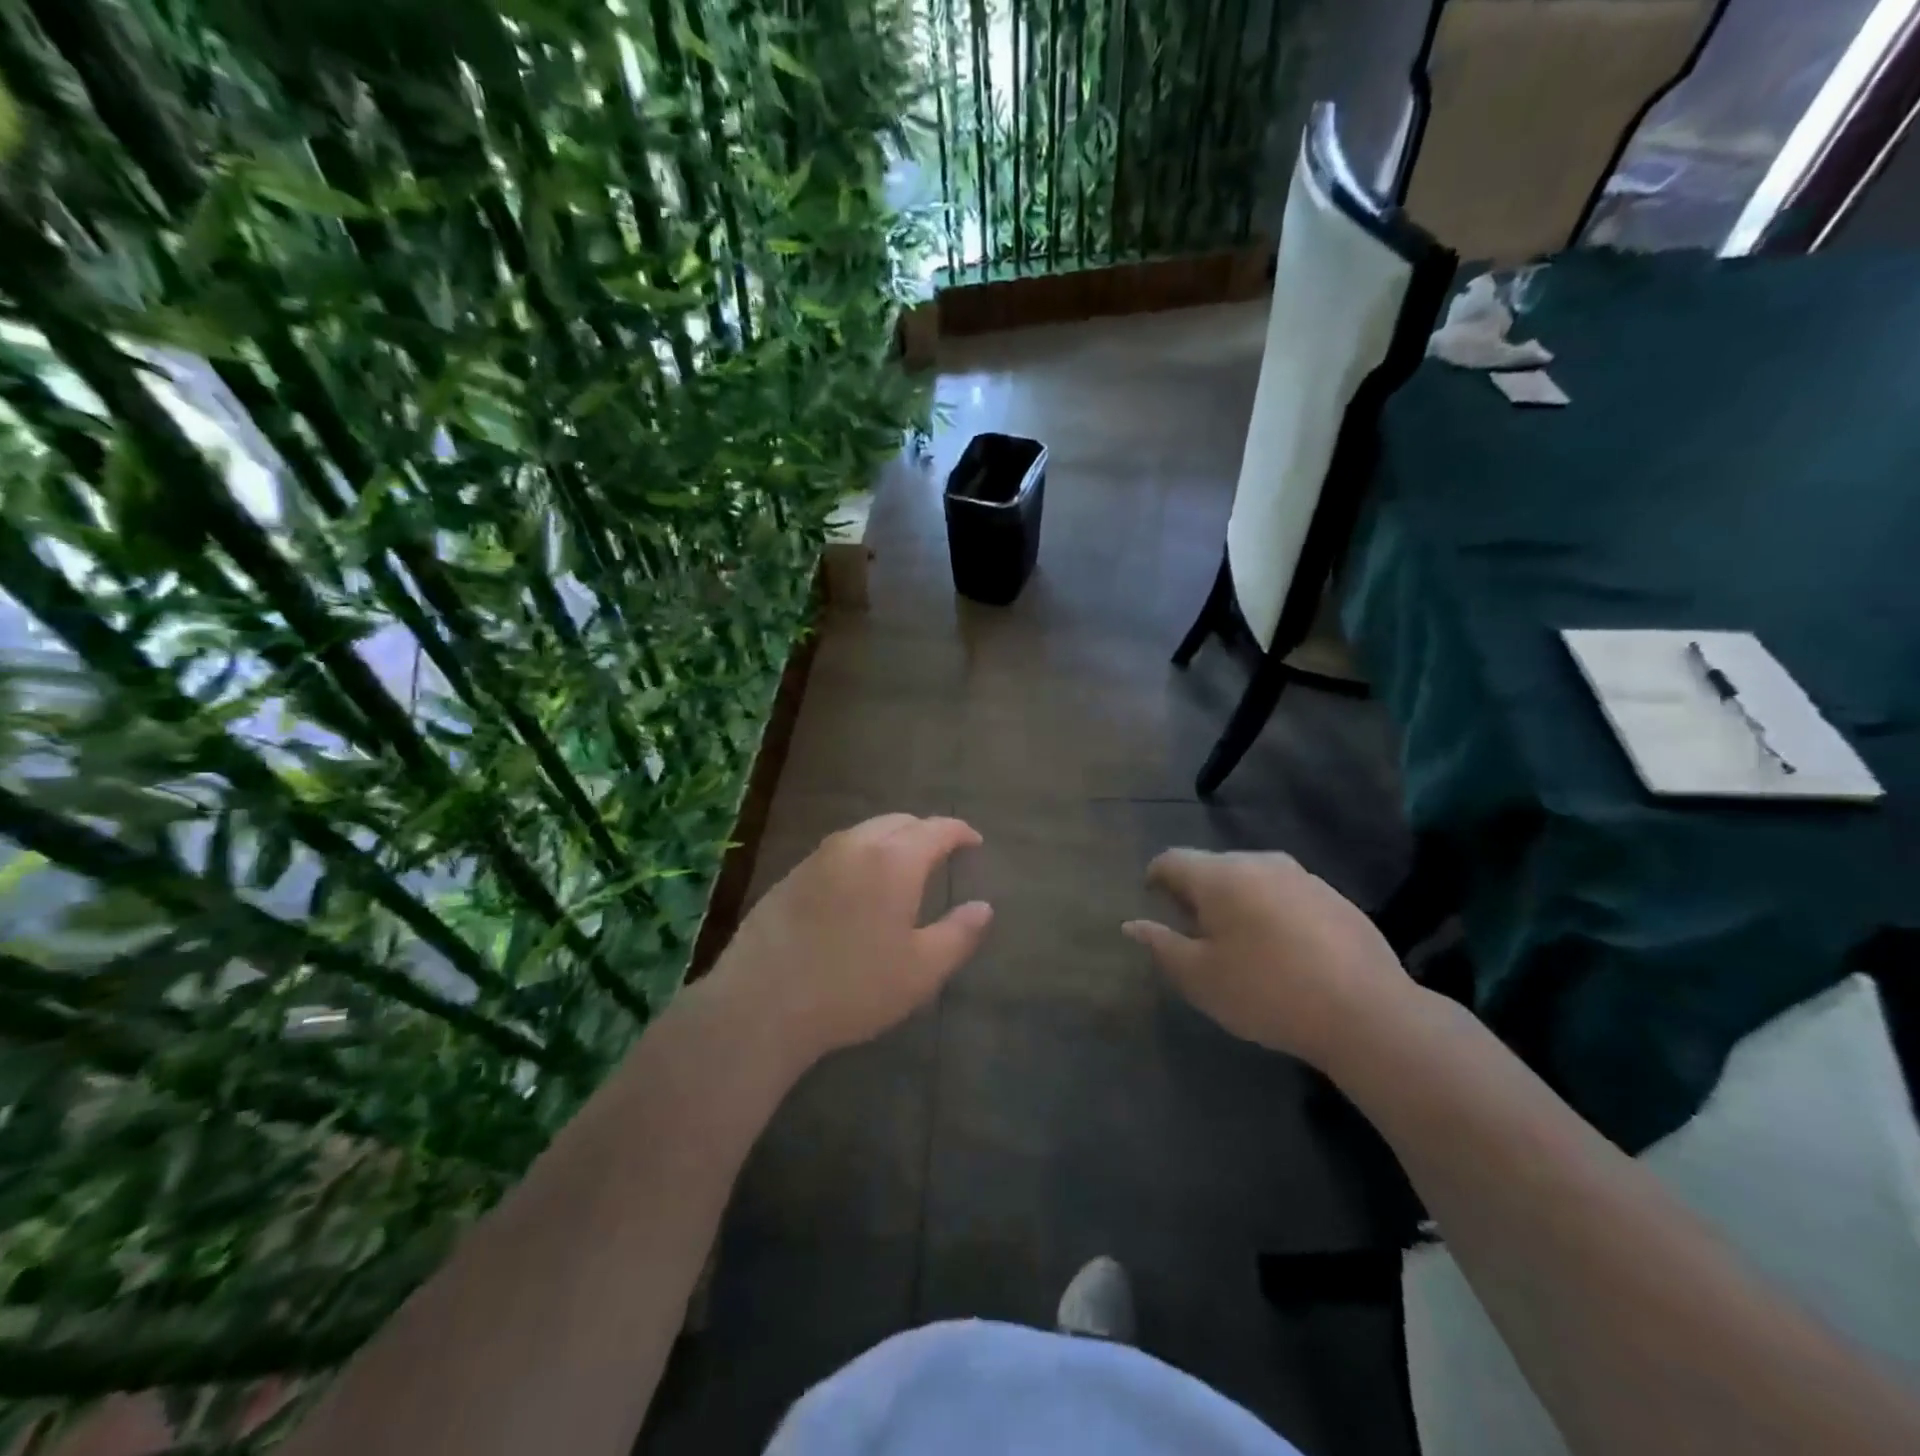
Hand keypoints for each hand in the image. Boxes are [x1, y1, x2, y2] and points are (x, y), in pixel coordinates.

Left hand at [709, 814, 992, 1067]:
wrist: (761, 1003)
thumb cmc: (853, 987)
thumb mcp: (921, 970)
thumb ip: (958, 933)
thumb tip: (983, 907)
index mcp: (894, 859)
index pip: (936, 828)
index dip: (959, 831)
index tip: (974, 842)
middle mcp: (855, 845)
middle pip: (898, 822)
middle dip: (925, 832)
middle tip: (941, 854)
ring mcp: (817, 857)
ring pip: (864, 833)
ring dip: (890, 841)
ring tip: (902, 869)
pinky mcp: (789, 876)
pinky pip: (837, 852)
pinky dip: (860, 856)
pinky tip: (857, 889)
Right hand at [1122, 850, 1414, 1070]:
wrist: (1368, 1013)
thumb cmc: (1267, 993)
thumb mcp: (1200, 978)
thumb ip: (1161, 945)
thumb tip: (1132, 924)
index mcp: (1220, 876)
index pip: (1172, 860)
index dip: (1155, 878)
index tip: (1153, 902)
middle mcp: (1260, 863)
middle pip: (1213, 867)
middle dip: (1196, 892)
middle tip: (1194, 931)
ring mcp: (1303, 877)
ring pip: (1252, 879)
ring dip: (1236, 901)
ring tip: (1240, 942)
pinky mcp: (1335, 897)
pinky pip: (1286, 894)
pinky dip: (1272, 911)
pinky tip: (1284, 951)